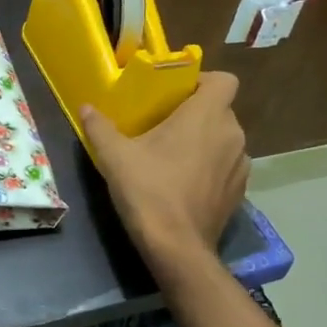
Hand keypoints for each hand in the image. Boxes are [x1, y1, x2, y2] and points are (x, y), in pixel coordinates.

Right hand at [80, 71, 248, 271]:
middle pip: (220, 109)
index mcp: (207, 115)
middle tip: (164, 125)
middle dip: (196, 113)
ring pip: (225, 138)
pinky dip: (211, 166)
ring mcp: (241, 164)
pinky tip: (186, 182)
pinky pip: (227, 165)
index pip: (223, 80)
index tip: (176, 94)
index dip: (203, 81)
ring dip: (205, 140)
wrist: (177, 247)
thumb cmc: (148, 191)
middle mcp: (232, 134)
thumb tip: (85, 107)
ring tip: (174, 155)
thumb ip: (100, 127)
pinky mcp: (240, 191)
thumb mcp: (115, 156)